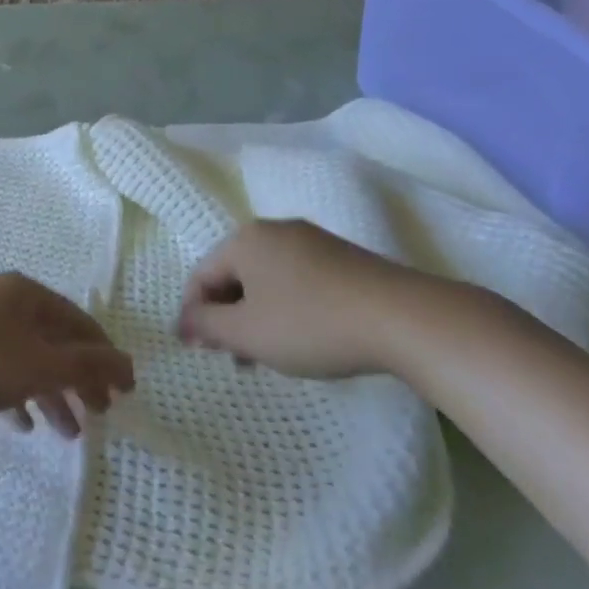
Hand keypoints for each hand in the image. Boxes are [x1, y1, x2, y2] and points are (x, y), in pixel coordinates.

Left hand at [0, 274, 134, 437]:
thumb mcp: (38, 365)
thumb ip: (87, 366)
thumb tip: (128, 364)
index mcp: (27, 294)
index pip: (80, 323)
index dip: (106, 358)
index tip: (124, 394)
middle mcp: (3, 299)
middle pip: (54, 340)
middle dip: (79, 380)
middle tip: (99, 417)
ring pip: (25, 357)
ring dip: (49, 393)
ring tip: (65, 433)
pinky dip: (15, 392)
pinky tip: (21, 423)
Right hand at [177, 219, 487, 380]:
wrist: (405, 318)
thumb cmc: (311, 324)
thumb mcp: (247, 333)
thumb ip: (206, 325)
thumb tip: (184, 321)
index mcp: (245, 239)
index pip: (201, 276)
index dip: (193, 315)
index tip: (198, 352)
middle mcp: (275, 230)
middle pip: (233, 275)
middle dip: (226, 317)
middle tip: (232, 357)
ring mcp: (312, 241)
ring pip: (265, 279)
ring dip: (255, 316)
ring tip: (266, 356)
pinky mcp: (342, 258)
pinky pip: (296, 280)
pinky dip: (286, 308)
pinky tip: (301, 338)